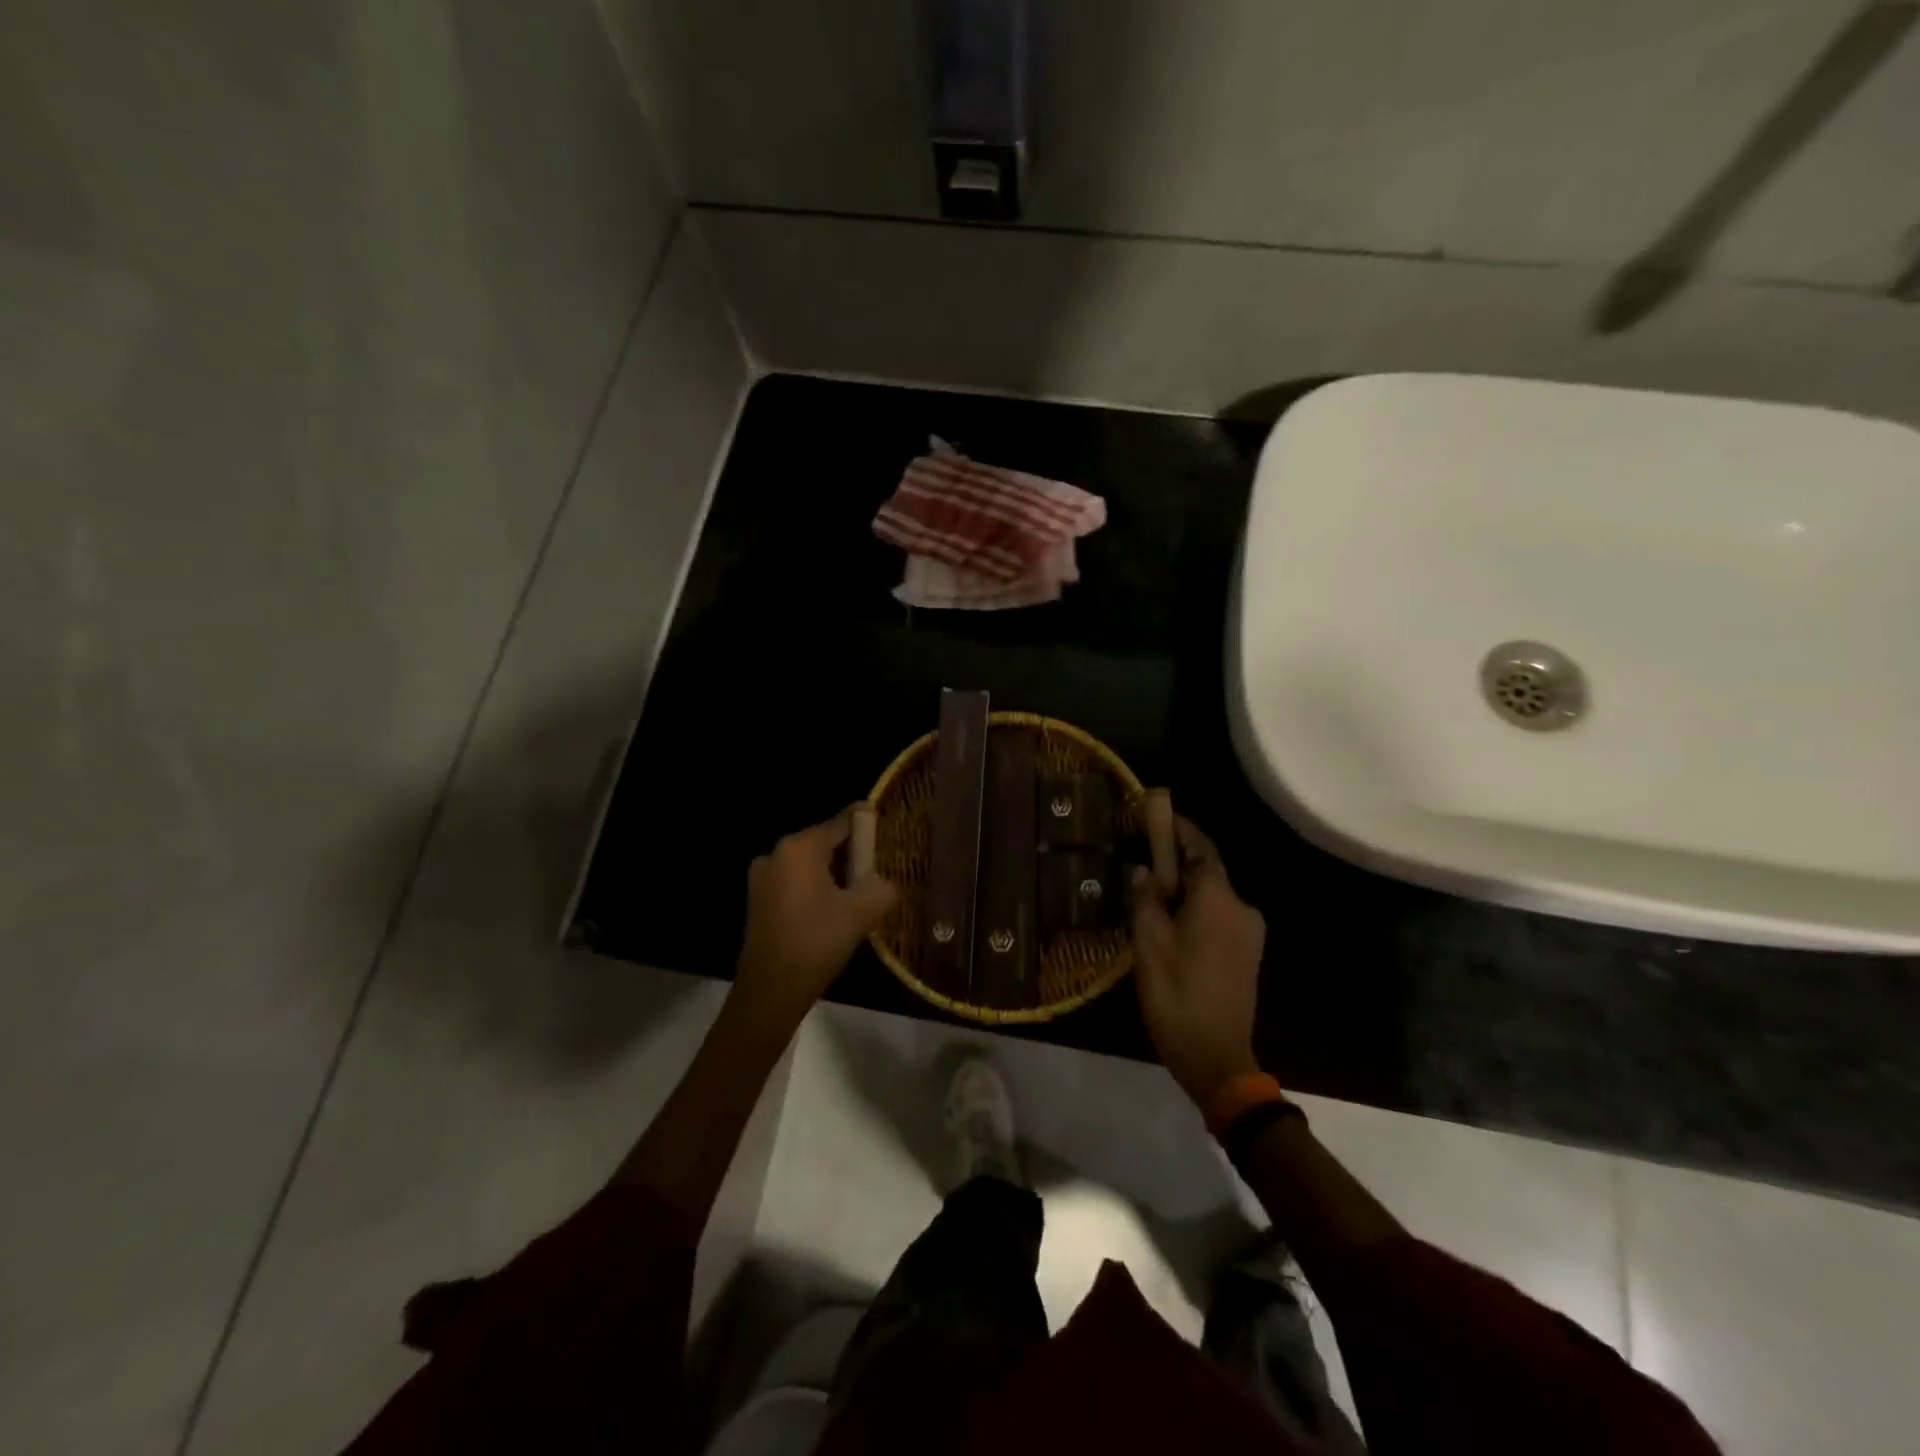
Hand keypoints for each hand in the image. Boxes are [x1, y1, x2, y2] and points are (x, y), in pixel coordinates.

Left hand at [731, 808, 897, 1038]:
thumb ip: (882, 888)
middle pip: (823, 843)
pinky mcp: (758, 901)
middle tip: (879, 865)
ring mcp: (763, 878)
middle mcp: (777, 853)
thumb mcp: (861, 913)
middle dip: (851, 852)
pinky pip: (794, 883)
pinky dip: (816, 888)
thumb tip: (885, 883)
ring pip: (808, 865)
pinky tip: (834, 908)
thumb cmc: (817, 941)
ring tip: (860, 890)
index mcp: (800, 847)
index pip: (840, 823)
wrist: (770, 990)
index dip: (865, 822)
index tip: (883, 820)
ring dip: (833, 873)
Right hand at [1130, 817, 1265, 1104]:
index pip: (1201, 849)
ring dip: (1186, 890)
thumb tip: (1143, 871)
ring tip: (1151, 897)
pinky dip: (1197, 911)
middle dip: (1178, 862)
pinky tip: (1172, 926)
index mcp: (1218, 899)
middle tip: (1144, 861)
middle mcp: (1241, 908)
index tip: (1159, 815)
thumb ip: (1145, 900)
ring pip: (1213, 897)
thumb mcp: (1149, 944)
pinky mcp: (1249, 954)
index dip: (1180, 830)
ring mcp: (1250, 933)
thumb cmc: (1177, 995)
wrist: (1217, 1057)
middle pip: (1208, 872)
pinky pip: (1220, 917)